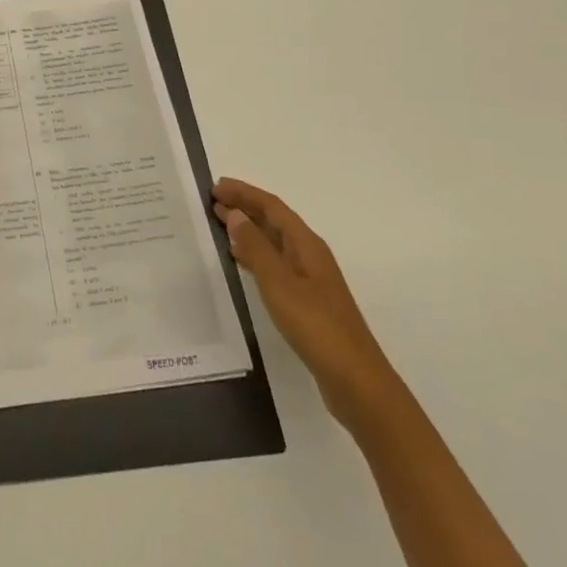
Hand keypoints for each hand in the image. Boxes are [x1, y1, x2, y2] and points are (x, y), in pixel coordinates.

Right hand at [213, 177, 400, 432]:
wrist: (355, 380)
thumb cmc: (315, 324)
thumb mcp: (279, 282)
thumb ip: (255, 248)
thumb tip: (235, 214)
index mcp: (307, 244)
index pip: (272, 207)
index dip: (245, 193)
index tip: (215, 187)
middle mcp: (310, 255)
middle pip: (275, 221)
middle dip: (245, 208)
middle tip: (212, 202)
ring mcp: (310, 279)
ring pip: (274, 243)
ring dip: (248, 231)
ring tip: (219, 226)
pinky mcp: (307, 301)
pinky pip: (275, 265)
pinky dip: (255, 256)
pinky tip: (240, 263)